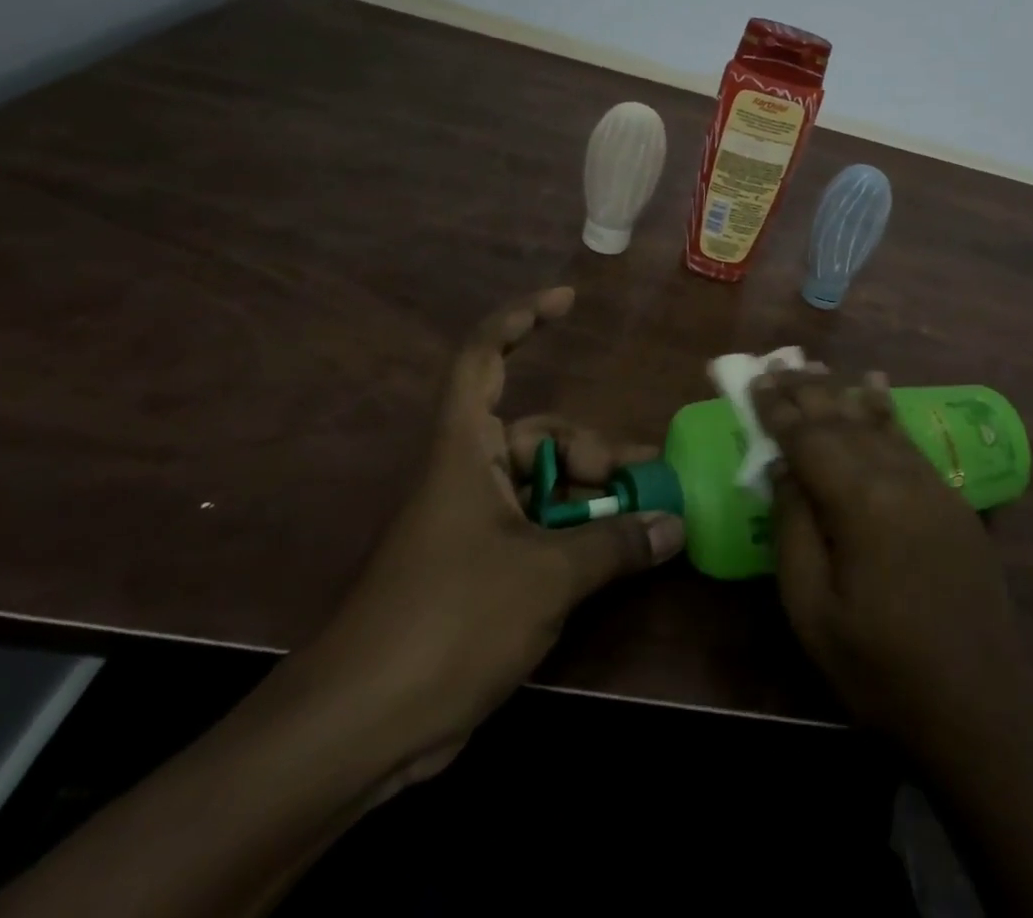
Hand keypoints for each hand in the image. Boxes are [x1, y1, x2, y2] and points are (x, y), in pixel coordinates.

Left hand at [293, 287, 684, 789]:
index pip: (484, 358)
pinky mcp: (478, 569)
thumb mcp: (546, 576)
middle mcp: (468, 474)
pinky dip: (576, 535)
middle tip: (645, 480)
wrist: (358, 731)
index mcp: (465, 450)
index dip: (522, 319)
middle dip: (595, 451)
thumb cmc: (449, 622)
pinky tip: (615, 559)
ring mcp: (472, 524)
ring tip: (644, 521)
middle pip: (540, 434)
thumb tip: (674, 525)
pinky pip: (538, 529)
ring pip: (545, 486)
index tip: (568, 301)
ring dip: (593, 498)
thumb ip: (616, 543)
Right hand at [751, 367, 1032, 765]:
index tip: (756, 379)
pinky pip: (908, 438)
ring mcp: (930, 484)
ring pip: (878, 420)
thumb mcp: (813, 611)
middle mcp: (897, 476)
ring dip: (844, 391)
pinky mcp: (951, 499)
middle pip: (844, 418)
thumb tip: (782, 468)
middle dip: (808, 390)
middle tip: (778, 363)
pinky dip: (886, 409)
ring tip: (817, 367)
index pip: (809, 437)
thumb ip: (793, 529)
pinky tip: (878, 389)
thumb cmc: (881, 667)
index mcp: (859, 501)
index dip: (778, 408)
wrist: (980, 706)